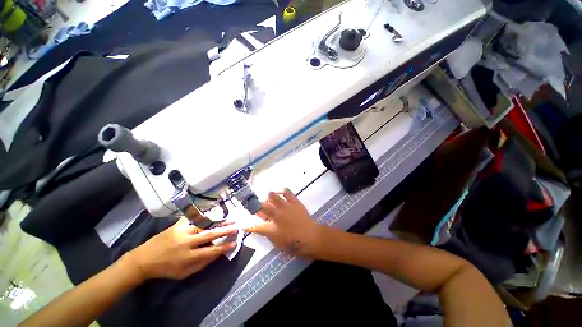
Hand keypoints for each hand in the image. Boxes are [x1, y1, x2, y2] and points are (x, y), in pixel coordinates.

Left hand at [127, 217, 237, 279]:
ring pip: (204, 224)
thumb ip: (202, 264)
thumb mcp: (184, 273)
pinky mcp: (177, 225)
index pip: (211, 250)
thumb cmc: (166, 269)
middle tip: (237, 226)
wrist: (144, 260)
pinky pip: (193, 217)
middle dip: (225, 230)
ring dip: (218, 221)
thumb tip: (218, 253)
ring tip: (229, 219)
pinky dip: (203, 215)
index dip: (224, 246)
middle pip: (210, 234)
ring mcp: (181, 231)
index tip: (235, 242)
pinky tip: (212, 213)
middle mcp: (186, 243)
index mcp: (188, 257)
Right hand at [252, 189, 323, 257]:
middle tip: (257, 205)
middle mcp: (276, 215)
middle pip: (261, 206)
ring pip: (272, 196)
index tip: (243, 223)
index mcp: (270, 229)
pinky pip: (287, 192)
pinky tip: (279, 191)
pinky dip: (281, 190)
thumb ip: (268, 234)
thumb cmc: (295, 245)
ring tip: (269, 198)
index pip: (255, 226)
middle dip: (256, 205)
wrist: (312, 238)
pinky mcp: (294, 202)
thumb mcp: (278, 244)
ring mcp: (285, 207)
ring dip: (268, 197)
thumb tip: (263, 227)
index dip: (247, 225)